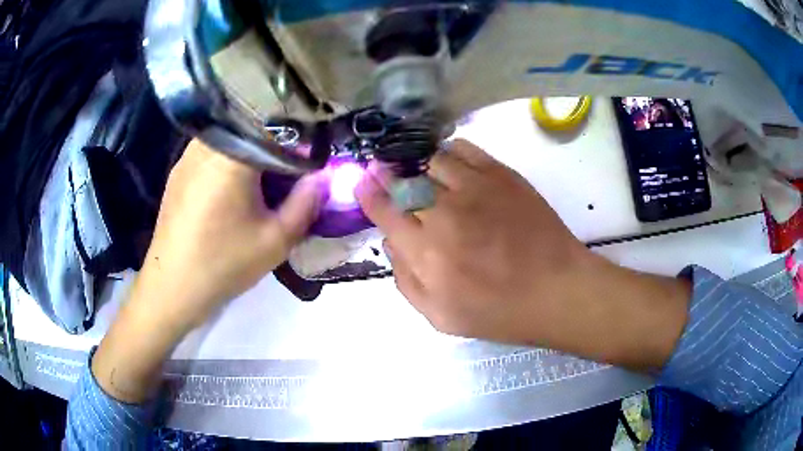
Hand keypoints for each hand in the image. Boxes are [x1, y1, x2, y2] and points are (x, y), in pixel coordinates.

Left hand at [131, 140, 324, 329]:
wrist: (172, 288)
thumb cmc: (223, 263)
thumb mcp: (275, 240)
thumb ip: (306, 204)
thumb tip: (322, 177)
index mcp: (233, 154)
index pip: (277, 129)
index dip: (299, 145)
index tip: (307, 169)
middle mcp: (207, 144)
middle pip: (252, 131)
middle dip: (274, 150)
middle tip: (285, 179)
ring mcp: (187, 156)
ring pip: (231, 140)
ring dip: (250, 156)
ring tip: (259, 186)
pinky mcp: (177, 172)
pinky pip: (212, 154)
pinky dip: (228, 163)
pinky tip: (229, 194)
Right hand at [356, 139, 689, 369]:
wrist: (556, 290)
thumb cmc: (499, 312)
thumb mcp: (439, 317)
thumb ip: (405, 281)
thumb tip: (391, 243)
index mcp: (426, 252)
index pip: (384, 212)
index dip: (369, 194)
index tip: (362, 182)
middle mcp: (444, 214)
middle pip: (403, 181)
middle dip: (387, 174)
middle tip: (384, 171)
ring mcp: (475, 188)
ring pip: (430, 160)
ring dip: (418, 165)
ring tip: (421, 172)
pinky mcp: (501, 175)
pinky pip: (463, 149)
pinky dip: (448, 152)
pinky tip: (449, 163)